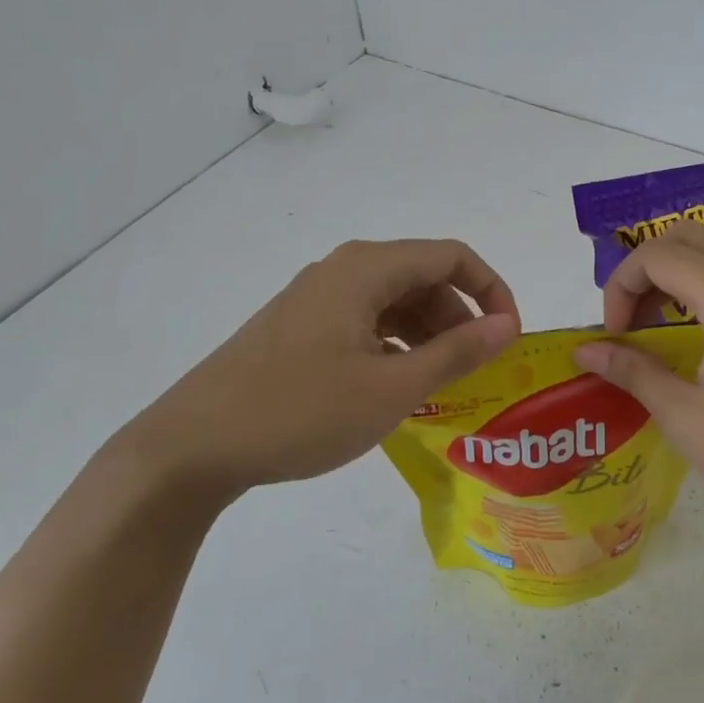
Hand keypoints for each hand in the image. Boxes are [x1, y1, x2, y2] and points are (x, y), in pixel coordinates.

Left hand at [109, 239, 519, 509]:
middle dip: (460, 317)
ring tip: (443, 383)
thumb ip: (456, 352)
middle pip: (422, 277)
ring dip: (428, 335)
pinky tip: (398, 386)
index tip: (509, 338)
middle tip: (477, 368)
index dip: (491, 290)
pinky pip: (365, 323)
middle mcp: (342, 271)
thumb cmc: (301, 412)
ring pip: (393, 302)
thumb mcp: (392, 387)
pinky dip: (395, 347)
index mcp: (365, 270)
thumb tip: (507, 326)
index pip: (451, 256)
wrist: (194, 446)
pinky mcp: (300, 328)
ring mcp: (316, 299)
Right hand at [572, 221, 703, 545]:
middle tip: (635, 321)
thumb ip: (633, 371)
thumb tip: (585, 351)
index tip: (614, 335)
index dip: (621, 286)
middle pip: (691, 235)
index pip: (656, 255)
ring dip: (687, 266)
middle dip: (649, 268)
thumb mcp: (685, 417)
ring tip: (669, 317)